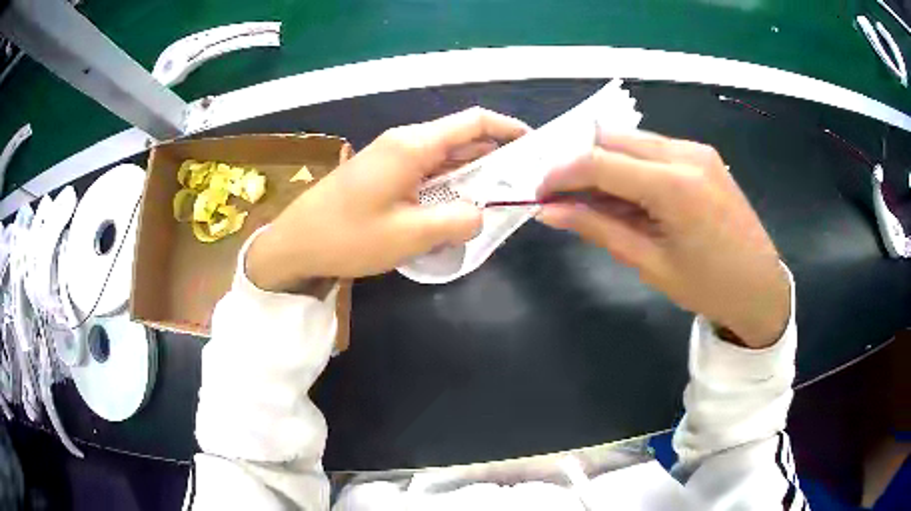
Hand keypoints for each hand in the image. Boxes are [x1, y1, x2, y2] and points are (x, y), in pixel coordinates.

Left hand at [246, 108, 529, 291]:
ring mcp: (391, 158)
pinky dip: (449, 185)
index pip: (473, 123)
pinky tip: (460, 206)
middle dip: (495, 156)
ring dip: (472, 174)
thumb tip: (481, 212)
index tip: (534, 146)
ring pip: (444, 157)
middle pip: (461, 139)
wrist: (295, 244)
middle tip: (523, 183)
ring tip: (499, 198)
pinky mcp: (383, 175)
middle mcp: (405, 142)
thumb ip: (458, 220)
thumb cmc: (348, 236)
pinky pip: (426, 173)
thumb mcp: (410, 235)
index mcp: (413, 145)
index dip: (508, 129)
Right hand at [536, 131, 789, 347]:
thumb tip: (549, 211)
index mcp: (673, 185)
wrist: (760, 286)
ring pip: (632, 140)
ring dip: (606, 163)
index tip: (539, 194)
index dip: (560, 174)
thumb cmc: (708, 286)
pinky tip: (633, 196)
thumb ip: (598, 228)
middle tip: (567, 200)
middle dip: (581, 164)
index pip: (598, 162)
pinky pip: (654, 149)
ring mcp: (697, 149)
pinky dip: (632, 165)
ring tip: (600, 203)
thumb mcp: (649, 263)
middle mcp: (684, 153)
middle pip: (612, 139)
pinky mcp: (703, 155)